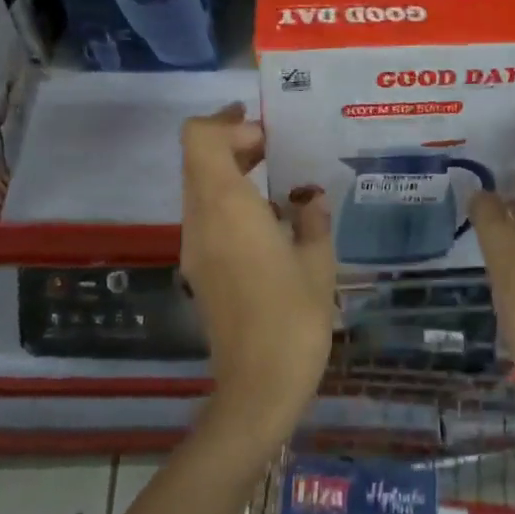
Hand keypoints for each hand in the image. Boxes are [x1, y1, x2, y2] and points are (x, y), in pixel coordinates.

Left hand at [179, 105, 335, 448]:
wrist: (257, 389)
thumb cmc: (294, 318)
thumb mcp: (319, 262)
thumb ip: (313, 218)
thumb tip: (309, 198)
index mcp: (226, 208)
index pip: (199, 139)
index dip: (228, 124)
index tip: (266, 133)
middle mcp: (200, 220)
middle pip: (197, 159)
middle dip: (234, 144)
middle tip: (278, 149)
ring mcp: (195, 247)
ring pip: (200, 188)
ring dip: (233, 173)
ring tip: (281, 184)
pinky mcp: (200, 270)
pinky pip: (208, 217)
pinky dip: (232, 203)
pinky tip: (273, 223)